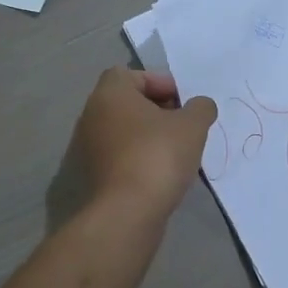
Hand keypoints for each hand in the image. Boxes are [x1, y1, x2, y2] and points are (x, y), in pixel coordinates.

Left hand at [74, 68, 217, 222]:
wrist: (127, 212)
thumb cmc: (158, 155)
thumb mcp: (192, 125)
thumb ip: (200, 108)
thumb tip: (200, 106)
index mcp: (109, 93)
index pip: (133, 75)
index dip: (161, 83)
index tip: (184, 102)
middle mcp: (92, 115)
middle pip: (128, 103)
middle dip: (158, 110)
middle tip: (184, 125)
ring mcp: (87, 147)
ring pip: (124, 131)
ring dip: (149, 135)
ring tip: (177, 150)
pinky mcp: (92, 175)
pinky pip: (120, 155)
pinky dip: (139, 157)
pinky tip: (162, 172)